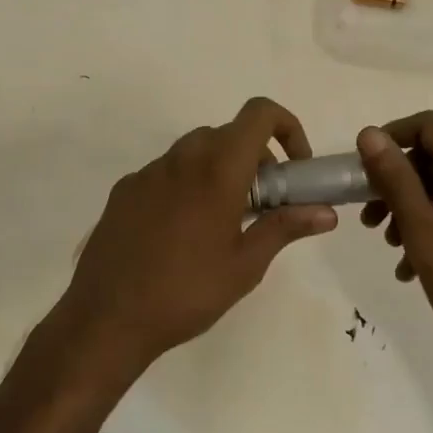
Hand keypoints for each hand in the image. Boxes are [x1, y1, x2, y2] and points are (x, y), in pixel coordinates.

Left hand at [59, 97, 336, 377]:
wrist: (106, 319)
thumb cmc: (187, 292)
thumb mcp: (246, 265)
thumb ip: (286, 227)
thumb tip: (326, 212)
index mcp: (218, 168)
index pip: (259, 113)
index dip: (287, 126)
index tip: (295, 165)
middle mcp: (182, 157)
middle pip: (229, 134)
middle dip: (256, 158)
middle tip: (263, 203)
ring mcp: (148, 172)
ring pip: (196, 151)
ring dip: (220, 169)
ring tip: (223, 221)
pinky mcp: (124, 189)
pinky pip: (166, 172)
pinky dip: (187, 184)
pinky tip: (181, 232)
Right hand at [356, 113, 432, 374]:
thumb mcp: (425, 235)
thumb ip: (396, 181)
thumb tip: (369, 135)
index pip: (430, 127)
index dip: (392, 137)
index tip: (363, 169)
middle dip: (397, 182)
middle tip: (369, 217)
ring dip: (413, 207)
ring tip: (389, 245)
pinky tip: (413, 265)